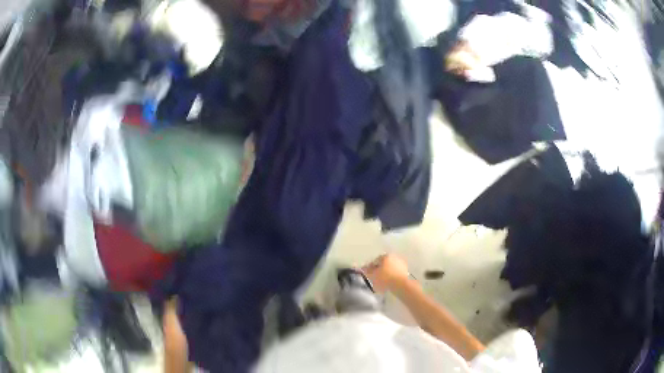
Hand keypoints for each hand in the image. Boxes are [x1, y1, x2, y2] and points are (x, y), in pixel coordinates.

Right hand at [361, 254, 409, 292]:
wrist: (401, 285)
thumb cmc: (385, 278)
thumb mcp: (372, 275)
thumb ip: (367, 271)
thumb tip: (364, 268)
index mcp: (386, 256)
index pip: (375, 260)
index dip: (370, 267)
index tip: (368, 274)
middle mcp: (395, 257)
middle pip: (384, 264)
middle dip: (379, 270)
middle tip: (374, 278)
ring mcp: (401, 264)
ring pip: (390, 268)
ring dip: (386, 273)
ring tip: (381, 282)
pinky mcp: (406, 271)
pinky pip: (395, 273)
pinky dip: (392, 277)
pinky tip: (389, 283)